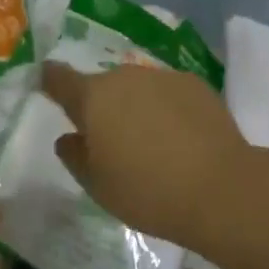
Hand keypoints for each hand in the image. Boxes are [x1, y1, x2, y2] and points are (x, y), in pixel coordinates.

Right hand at [40, 61, 255, 250]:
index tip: (48, 85)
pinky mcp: (195, 83)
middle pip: (103, 86)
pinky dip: (167, 109)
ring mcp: (162, 76)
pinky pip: (168, 93)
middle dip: (103, 106)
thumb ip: (75, 156)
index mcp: (93, 97)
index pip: (59, 77)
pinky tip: (182, 139)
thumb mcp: (98, 186)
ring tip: (152, 144)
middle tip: (113, 141)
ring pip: (138, 88)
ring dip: (137, 107)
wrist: (221, 188)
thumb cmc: (147, 191)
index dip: (50, 80)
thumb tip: (69, 137)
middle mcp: (125, 77)